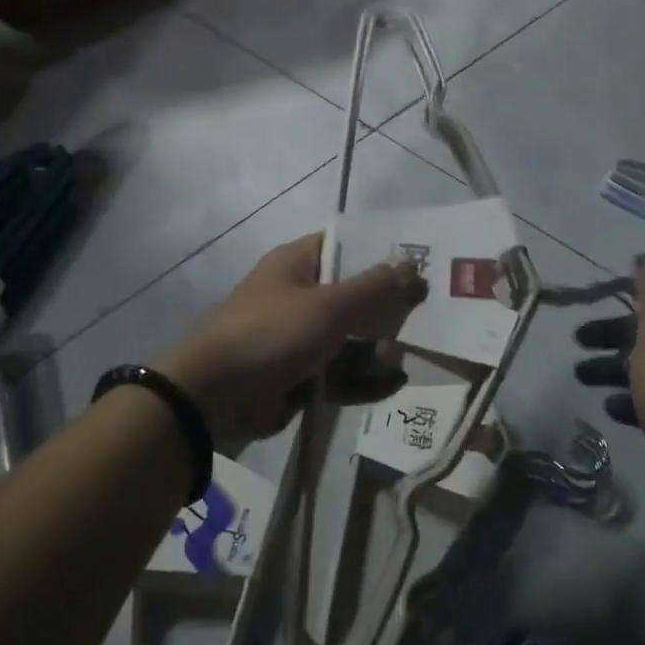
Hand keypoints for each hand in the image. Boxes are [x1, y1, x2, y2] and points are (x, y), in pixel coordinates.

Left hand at [158, 234, 426, 447]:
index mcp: (298, 265)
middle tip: (428, 319)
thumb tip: (410, 263)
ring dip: (377, 350)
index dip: (382, 254)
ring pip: (351, 339)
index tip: (421, 264)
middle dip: (387, 311)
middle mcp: (299, 296)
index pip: (346, 247)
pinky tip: (392, 383)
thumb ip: (373, 288)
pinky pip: (340, 373)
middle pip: (354, 297)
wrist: (216, 397)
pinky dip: (364, 379)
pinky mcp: (301, 375)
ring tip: (402, 360)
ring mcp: (300, 338)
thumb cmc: (272, 333)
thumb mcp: (328, 306)